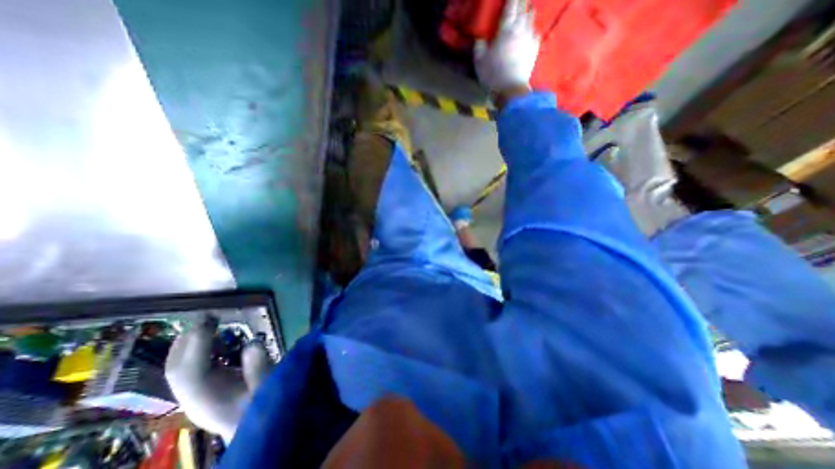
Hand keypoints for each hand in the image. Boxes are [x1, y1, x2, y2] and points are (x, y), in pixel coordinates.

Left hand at [165, 314, 274, 442]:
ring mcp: (196, 395)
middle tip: (208, 316)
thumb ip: (260, 366)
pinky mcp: (205, 390)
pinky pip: (193, 367)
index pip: (189, 371)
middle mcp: (194, 397)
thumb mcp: (269, 388)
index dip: (197, 343)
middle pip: (177, 368)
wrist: (261, 433)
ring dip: (191, 343)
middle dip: (188, 340)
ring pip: (180, 368)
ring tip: (209, 324)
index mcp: (208, 399)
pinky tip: (214, 340)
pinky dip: (199, 350)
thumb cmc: (266, 409)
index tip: (211, 319)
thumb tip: (252, 343)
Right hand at [472, 0, 538, 95]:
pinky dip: (532, 29)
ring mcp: (530, 38)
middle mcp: (520, 29)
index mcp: (506, 29)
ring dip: (528, 13)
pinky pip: (535, 33)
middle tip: (518, 1)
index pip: (510, 5)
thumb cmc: (493, 75)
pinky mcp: (535, 49)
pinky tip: (530, 32)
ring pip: (531, 18)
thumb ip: (479, 47)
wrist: (511, 89)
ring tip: (525, 12)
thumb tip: (480, 39)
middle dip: (521, 2)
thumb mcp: (479, 62)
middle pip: (523, 8)